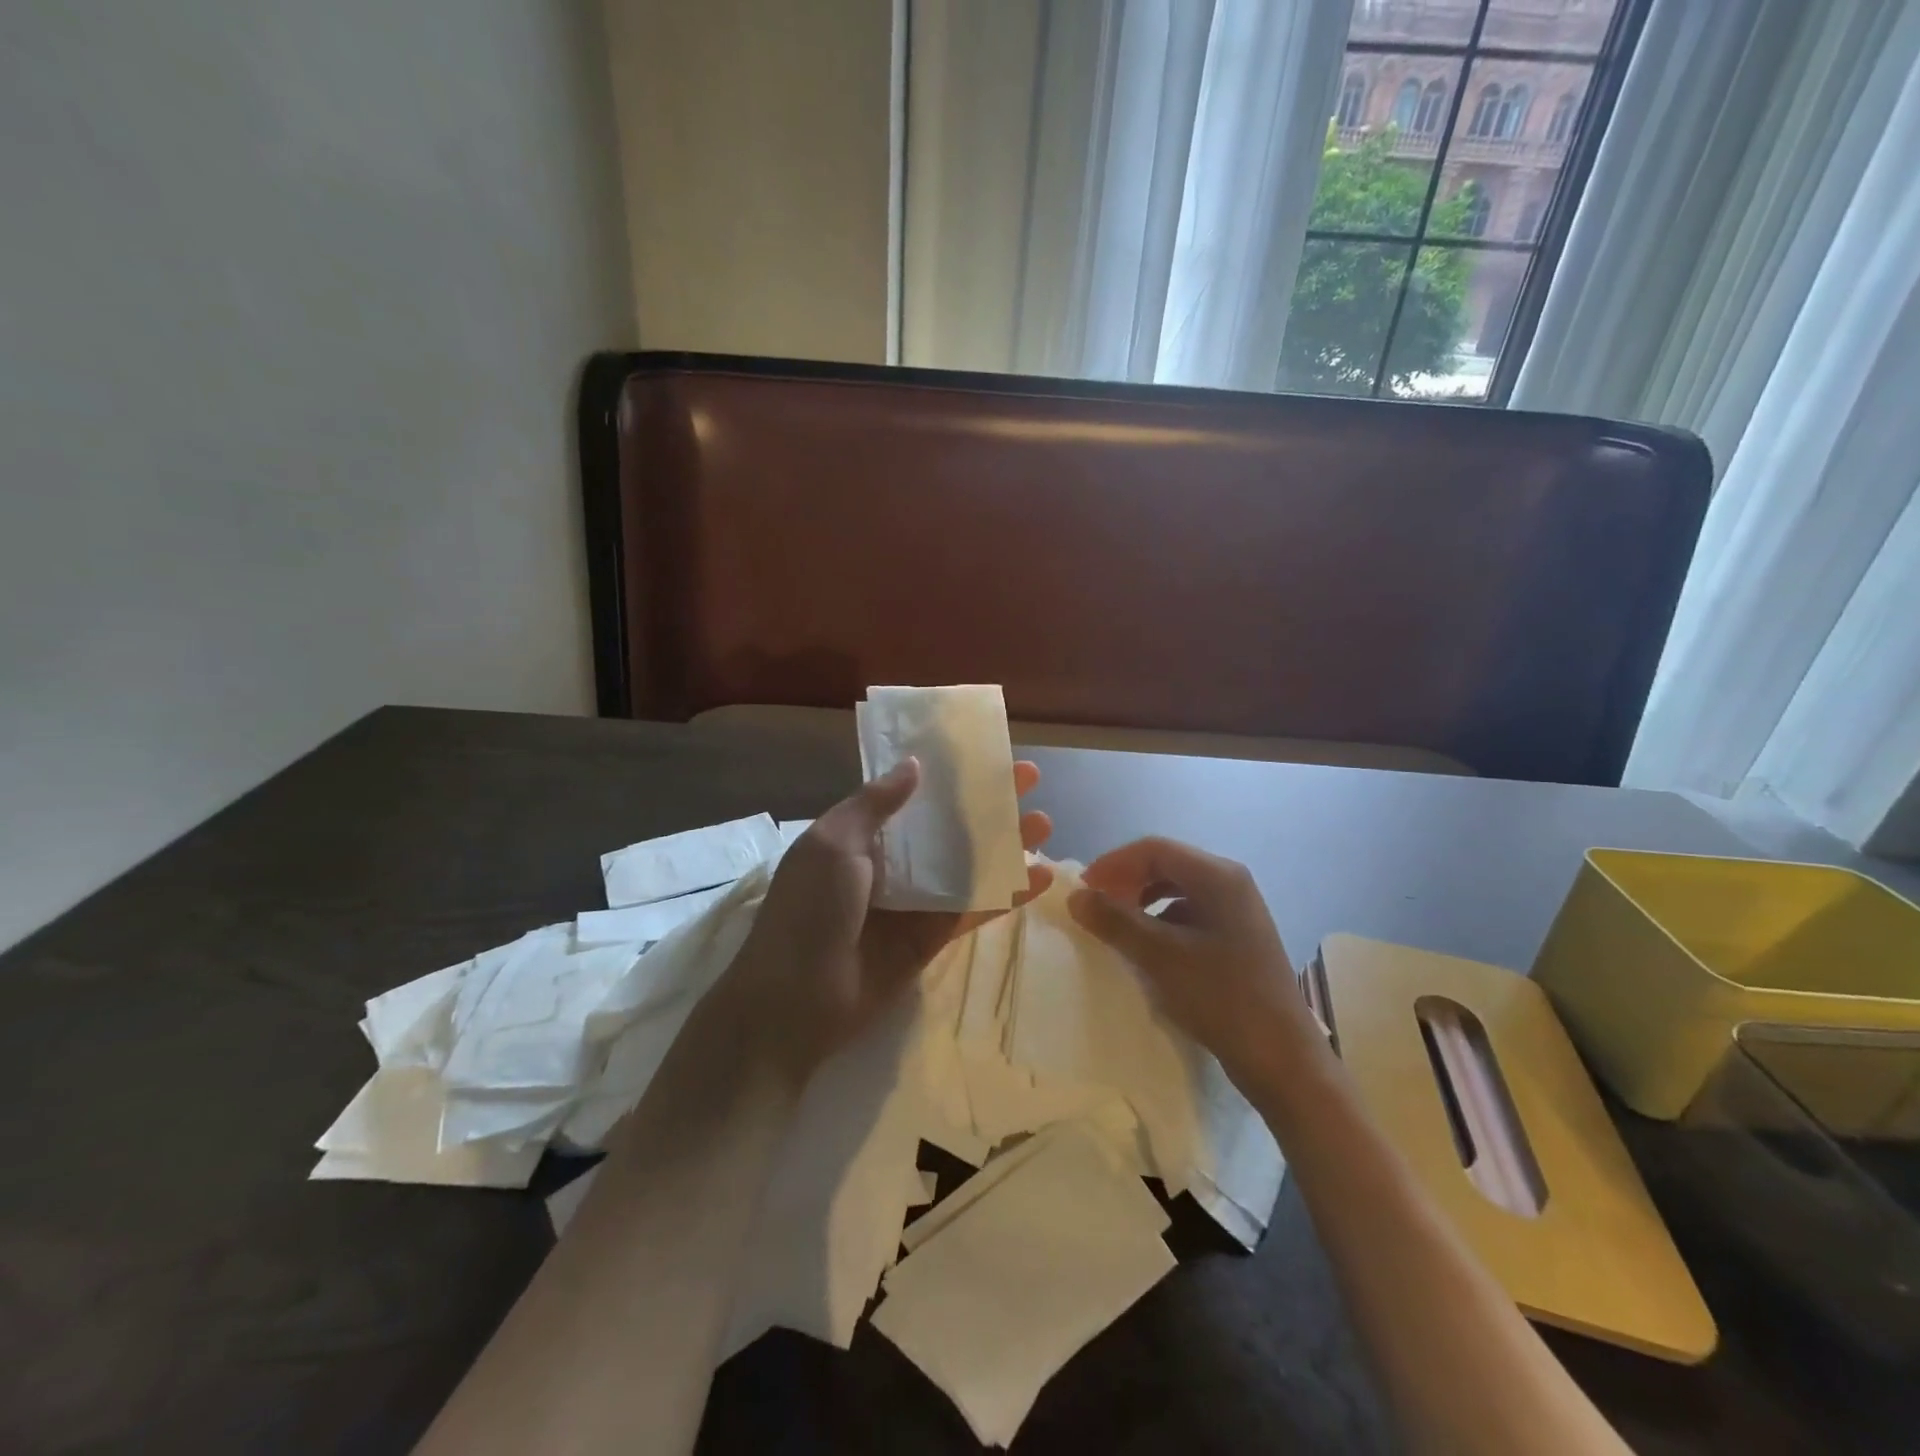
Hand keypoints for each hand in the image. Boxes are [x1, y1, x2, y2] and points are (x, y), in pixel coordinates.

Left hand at [722, 760, 1051, 1085]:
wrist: (794, 1002)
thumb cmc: (808, 911)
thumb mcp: (832, 844)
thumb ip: (874, 804)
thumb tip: (914, 765)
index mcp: (861, 834)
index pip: (912, 794)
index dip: (948, 773)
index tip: (984, 753)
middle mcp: (891, 863)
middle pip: (948, 826)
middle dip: (986, 803)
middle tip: (1029, 780)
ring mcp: (914, 901)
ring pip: (968, 865)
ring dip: (1005, 844)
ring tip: (1046, 823)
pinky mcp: (932, 937)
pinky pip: (973, 909)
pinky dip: (1007, 895)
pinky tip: (1042, 878)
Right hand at [1067, 837, 1315, 1088]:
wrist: (1282, 1058)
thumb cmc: (1221, 997)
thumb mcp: (1160, 956)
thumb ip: (1115, 921)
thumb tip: (1077, 896)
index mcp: (1218, 876)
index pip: (1154, 849)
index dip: (1113, 864)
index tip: (1083, 890)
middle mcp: (1230, 883)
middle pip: (1166, 865)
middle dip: (1126, 881)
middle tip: (1095, 906)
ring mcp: (1237, 911)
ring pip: (1176, 890)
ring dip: (1141, 901)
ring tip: (1115, 926)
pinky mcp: (1237, 937)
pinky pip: (1189, 914)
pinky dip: (1160, 922)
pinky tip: (1146, 947)